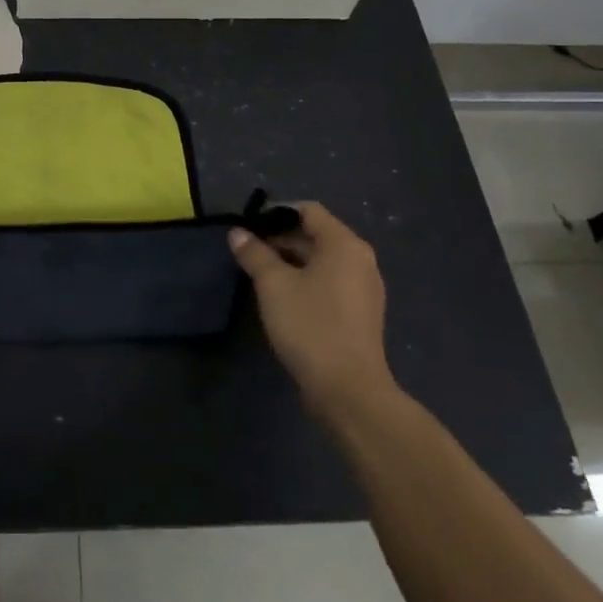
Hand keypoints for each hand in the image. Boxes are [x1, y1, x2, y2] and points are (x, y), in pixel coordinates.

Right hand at [228, 202, 395, 418]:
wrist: (348, 390)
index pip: (308, 211)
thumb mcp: (273, 285)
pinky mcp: (361, 313)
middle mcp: (361, 260)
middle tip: (249, 251)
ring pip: (323, 261)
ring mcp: (365, 288)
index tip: (249, 226)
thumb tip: (237, 233)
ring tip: (260, 273)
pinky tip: (283, 297)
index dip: (276, 213)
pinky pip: (331, 282)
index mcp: (344, 245)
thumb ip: (254, 254)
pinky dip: (307, 281)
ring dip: (292, 261)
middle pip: (316, 234)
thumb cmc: (310, 326)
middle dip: (281, 239)